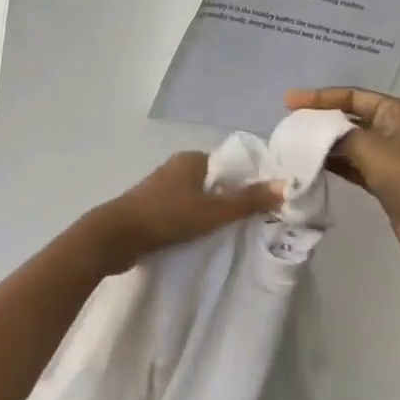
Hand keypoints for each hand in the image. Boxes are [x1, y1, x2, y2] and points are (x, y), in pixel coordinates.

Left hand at [86, 151, 282, 274]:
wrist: (115, 238)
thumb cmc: (166, 217)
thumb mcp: (212, 211)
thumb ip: (248, 201)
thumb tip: (285, 186)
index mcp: (191, 159)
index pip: (230, 166)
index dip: (248, 183)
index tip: (265, 204)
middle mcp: (176, 169)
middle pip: (215, 184)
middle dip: (231, 201)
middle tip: (252, 224)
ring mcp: (161, 190)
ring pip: (198, 200)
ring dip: (211, 215)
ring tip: (231, 234)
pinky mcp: (151, 210)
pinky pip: (182, 213)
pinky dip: (194, 223)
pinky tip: (203, 240)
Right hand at [287, 87, 399, 273]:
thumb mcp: (371, 148)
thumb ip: (339, 135)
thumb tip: (316, 133)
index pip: (354, 96)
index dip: (320, 97)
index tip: (288, 102)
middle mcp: (398, 129)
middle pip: (352, 118)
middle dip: (321, 121)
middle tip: (290, 125)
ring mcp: (393, 157)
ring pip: (352, 144)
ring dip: (326, 144)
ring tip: (295, 146)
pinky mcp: (387, 182)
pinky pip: (355, 166)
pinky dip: (336, 164)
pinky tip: (313, 166)